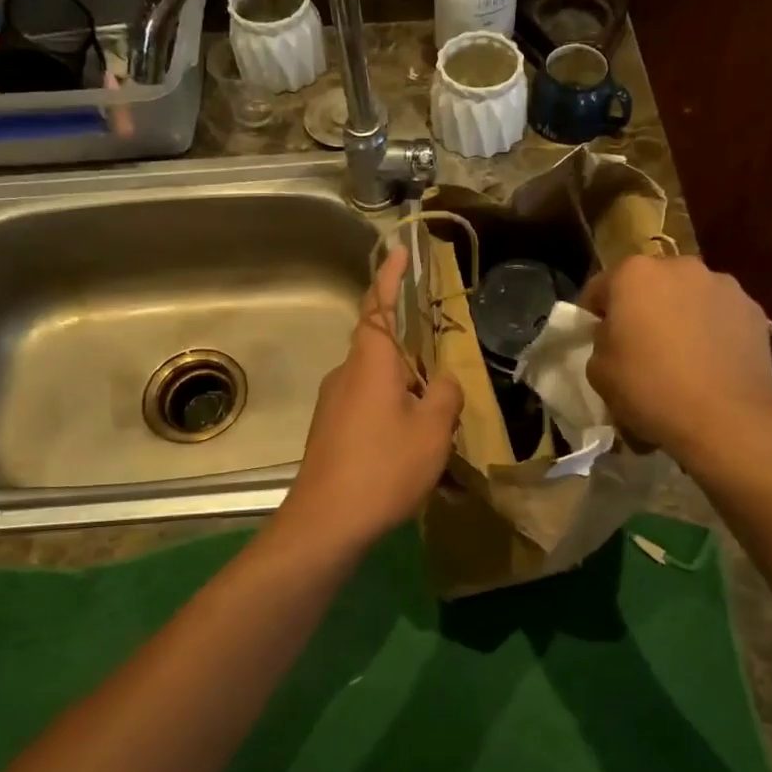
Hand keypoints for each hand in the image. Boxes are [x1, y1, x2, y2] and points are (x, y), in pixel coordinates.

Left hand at [275, 244, 463, 553]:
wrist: (326, 522)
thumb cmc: (383, 467)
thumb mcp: (432, 431)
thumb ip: (445, 395)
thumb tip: (444, 380)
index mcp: (370, 362)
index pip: (379, 305)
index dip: (390, 276)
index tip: (399, 250)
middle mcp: (346, 374)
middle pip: (382, 347)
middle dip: (414, 352)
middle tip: (445, 368)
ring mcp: (334, 403)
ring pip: (378, 382)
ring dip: (406, 390)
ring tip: (437, 420)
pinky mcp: (330, 431)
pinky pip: (368, 407)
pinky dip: (393, 414)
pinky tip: (411, 447)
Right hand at [581, 255, 771, 465]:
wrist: (726, 417)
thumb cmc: (650, 388)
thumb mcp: (598, 371)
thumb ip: (601, 341)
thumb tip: (616, 335)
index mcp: (634, 274)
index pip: (600, 288)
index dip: (593, 314)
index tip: (594, 340)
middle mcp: (679, 266)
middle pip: (649, 285)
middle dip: (641, 309)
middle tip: (638, 346)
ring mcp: (722, 284)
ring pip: (688, 296)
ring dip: (679, 316)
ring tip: (681, 356)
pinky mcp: (753, 309)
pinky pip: (719, 315)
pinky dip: (711, 330)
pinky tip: (710, 363)